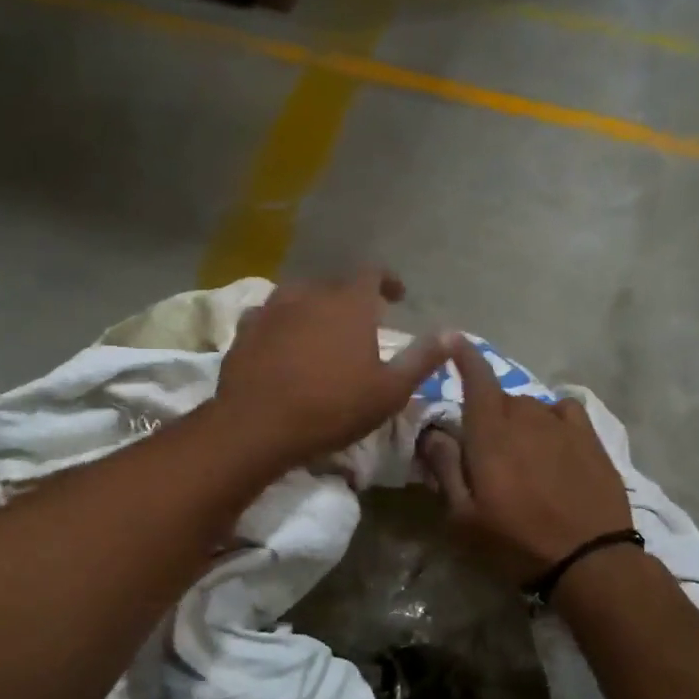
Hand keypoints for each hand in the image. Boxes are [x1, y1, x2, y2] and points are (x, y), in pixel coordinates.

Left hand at [214, 270, 448, 471]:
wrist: (256, 425)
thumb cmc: (331, 408)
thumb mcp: (389, 391)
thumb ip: (422, 359)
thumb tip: (452, 332)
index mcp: (349, 303)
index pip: (373, 273)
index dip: (387, 281)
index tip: (396, 296)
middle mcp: (310, 294)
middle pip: (335, 284)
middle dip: (351, 298)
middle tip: (360, 322)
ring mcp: (272, 309)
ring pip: (299, 296)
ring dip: (314, 307)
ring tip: (321, 330)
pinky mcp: (245, 329)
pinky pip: (269, 316)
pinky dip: (282, 324)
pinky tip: (283, 343)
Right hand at [421, 336, 633, 585]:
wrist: (589, 560)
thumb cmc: (515, 542)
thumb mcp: (464, 518)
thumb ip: (445, 468)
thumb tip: (433, 432)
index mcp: (490, 434)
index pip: (475, 379)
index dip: (463, 355)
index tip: (454, 338)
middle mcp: (525, 418)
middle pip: (499, 397)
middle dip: (486, 412)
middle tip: (482, 447)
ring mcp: (562, 426)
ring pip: (530, 406)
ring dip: (518, 420)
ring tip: (520, 453)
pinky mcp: (590, 438)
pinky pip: (564, 410)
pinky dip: (551, 417)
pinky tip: (553, 440)